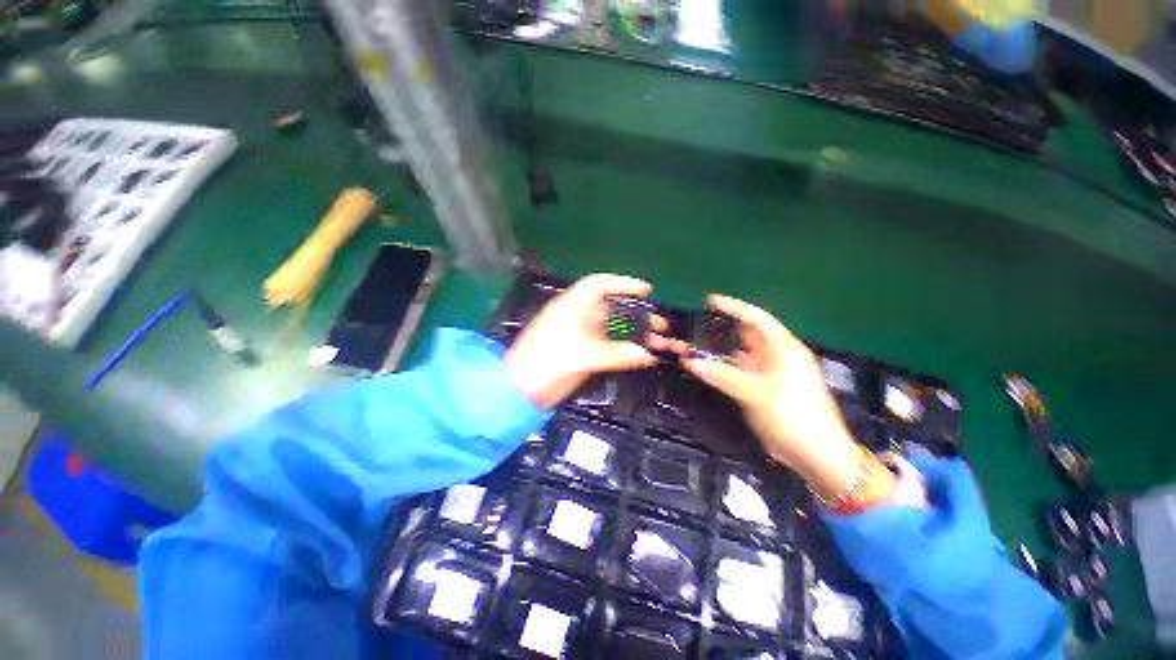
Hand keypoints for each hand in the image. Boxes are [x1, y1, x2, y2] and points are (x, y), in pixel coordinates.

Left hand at [505, 274, 669, 409]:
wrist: (521, 389)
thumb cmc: (547, 362)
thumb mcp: (583, 355)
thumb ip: (617, 354)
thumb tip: (648, 355)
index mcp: (572, 306)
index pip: (599, 285)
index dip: (623, 284)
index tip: (647, 290)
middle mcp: (578, 316)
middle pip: (611, 308)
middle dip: (636, 313)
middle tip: (659, 324)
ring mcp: (581, 335)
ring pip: (612, 328)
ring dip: (633, 333)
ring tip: (657, 341)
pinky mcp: (583, 353)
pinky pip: (608, 346)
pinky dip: (624, 349)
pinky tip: (640, 355)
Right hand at [681, 295, 861, 499]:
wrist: (818, 456)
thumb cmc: (795, 417)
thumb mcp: (757, 394)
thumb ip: (723, 376)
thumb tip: (690, 362)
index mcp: (784, 349)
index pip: (757, 319)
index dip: (734, 307)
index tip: (710, 300)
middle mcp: (776, 356)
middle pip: (746, 335)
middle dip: (721, 328)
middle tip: (694, 323)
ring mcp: (769, 373)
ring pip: (740, 354)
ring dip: (719, 350)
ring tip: (693, 342)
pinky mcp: (762, 389)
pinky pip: (738, 372)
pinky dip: (722, 368)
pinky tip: (705, 366)